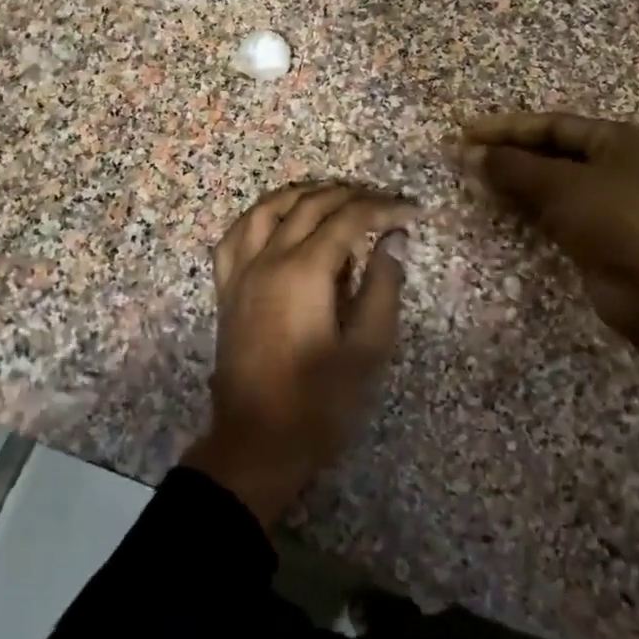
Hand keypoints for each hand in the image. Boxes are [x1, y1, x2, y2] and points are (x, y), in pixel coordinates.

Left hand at [183, 182, 417, 525]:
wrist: (256, 444)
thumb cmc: (320, 403)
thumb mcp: (367, 350)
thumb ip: (382, 287)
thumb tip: (394, 239)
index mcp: (304, 272)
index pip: (348, 219)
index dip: (383, 207)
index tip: (412, 210)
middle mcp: (267, 260)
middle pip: (308, 205)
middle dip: (350, 195)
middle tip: (383, 202)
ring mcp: (240, 272)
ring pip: (267, 209)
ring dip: (303, 194)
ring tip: (335, 196)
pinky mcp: (226, 289)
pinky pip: (237, 235)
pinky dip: (261, 215)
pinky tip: (277, 219)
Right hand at [459, 111, 638, 341]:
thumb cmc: (617, 224)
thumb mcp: (561, 187)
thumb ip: (513, 168)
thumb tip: (469, 155)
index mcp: (618, 139)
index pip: (552, 125)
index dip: (506, 128)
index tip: (466, 134)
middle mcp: (618, 163)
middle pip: (551, 151)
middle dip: (508, 155)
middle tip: (465, 159)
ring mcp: (610, 200)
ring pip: (552, 183)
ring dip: (515, 182)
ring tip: (474, 182)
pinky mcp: (600, 233)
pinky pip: (557, 210)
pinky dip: (529, 207)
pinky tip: (501, 207)